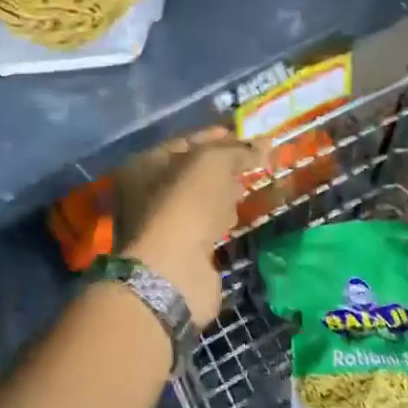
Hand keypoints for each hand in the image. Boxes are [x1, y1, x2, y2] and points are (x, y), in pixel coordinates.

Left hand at [114, 128, 264, 326]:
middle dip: (222, 166)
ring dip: (222, 194)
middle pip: (191, 172)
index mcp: (144, 164)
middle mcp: (145, 192)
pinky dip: (219, 220)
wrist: (174, 271)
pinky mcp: (178, 251)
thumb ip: (237, 150)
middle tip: (252, 163)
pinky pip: (203, 226)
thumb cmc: (187, 204)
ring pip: (198, 200)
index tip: (250, 137)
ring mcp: (161, 225)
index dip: (218, 136)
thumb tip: (263, 145)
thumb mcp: (213, 163)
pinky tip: (235, 218)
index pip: (186, 142)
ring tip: (247, 188)